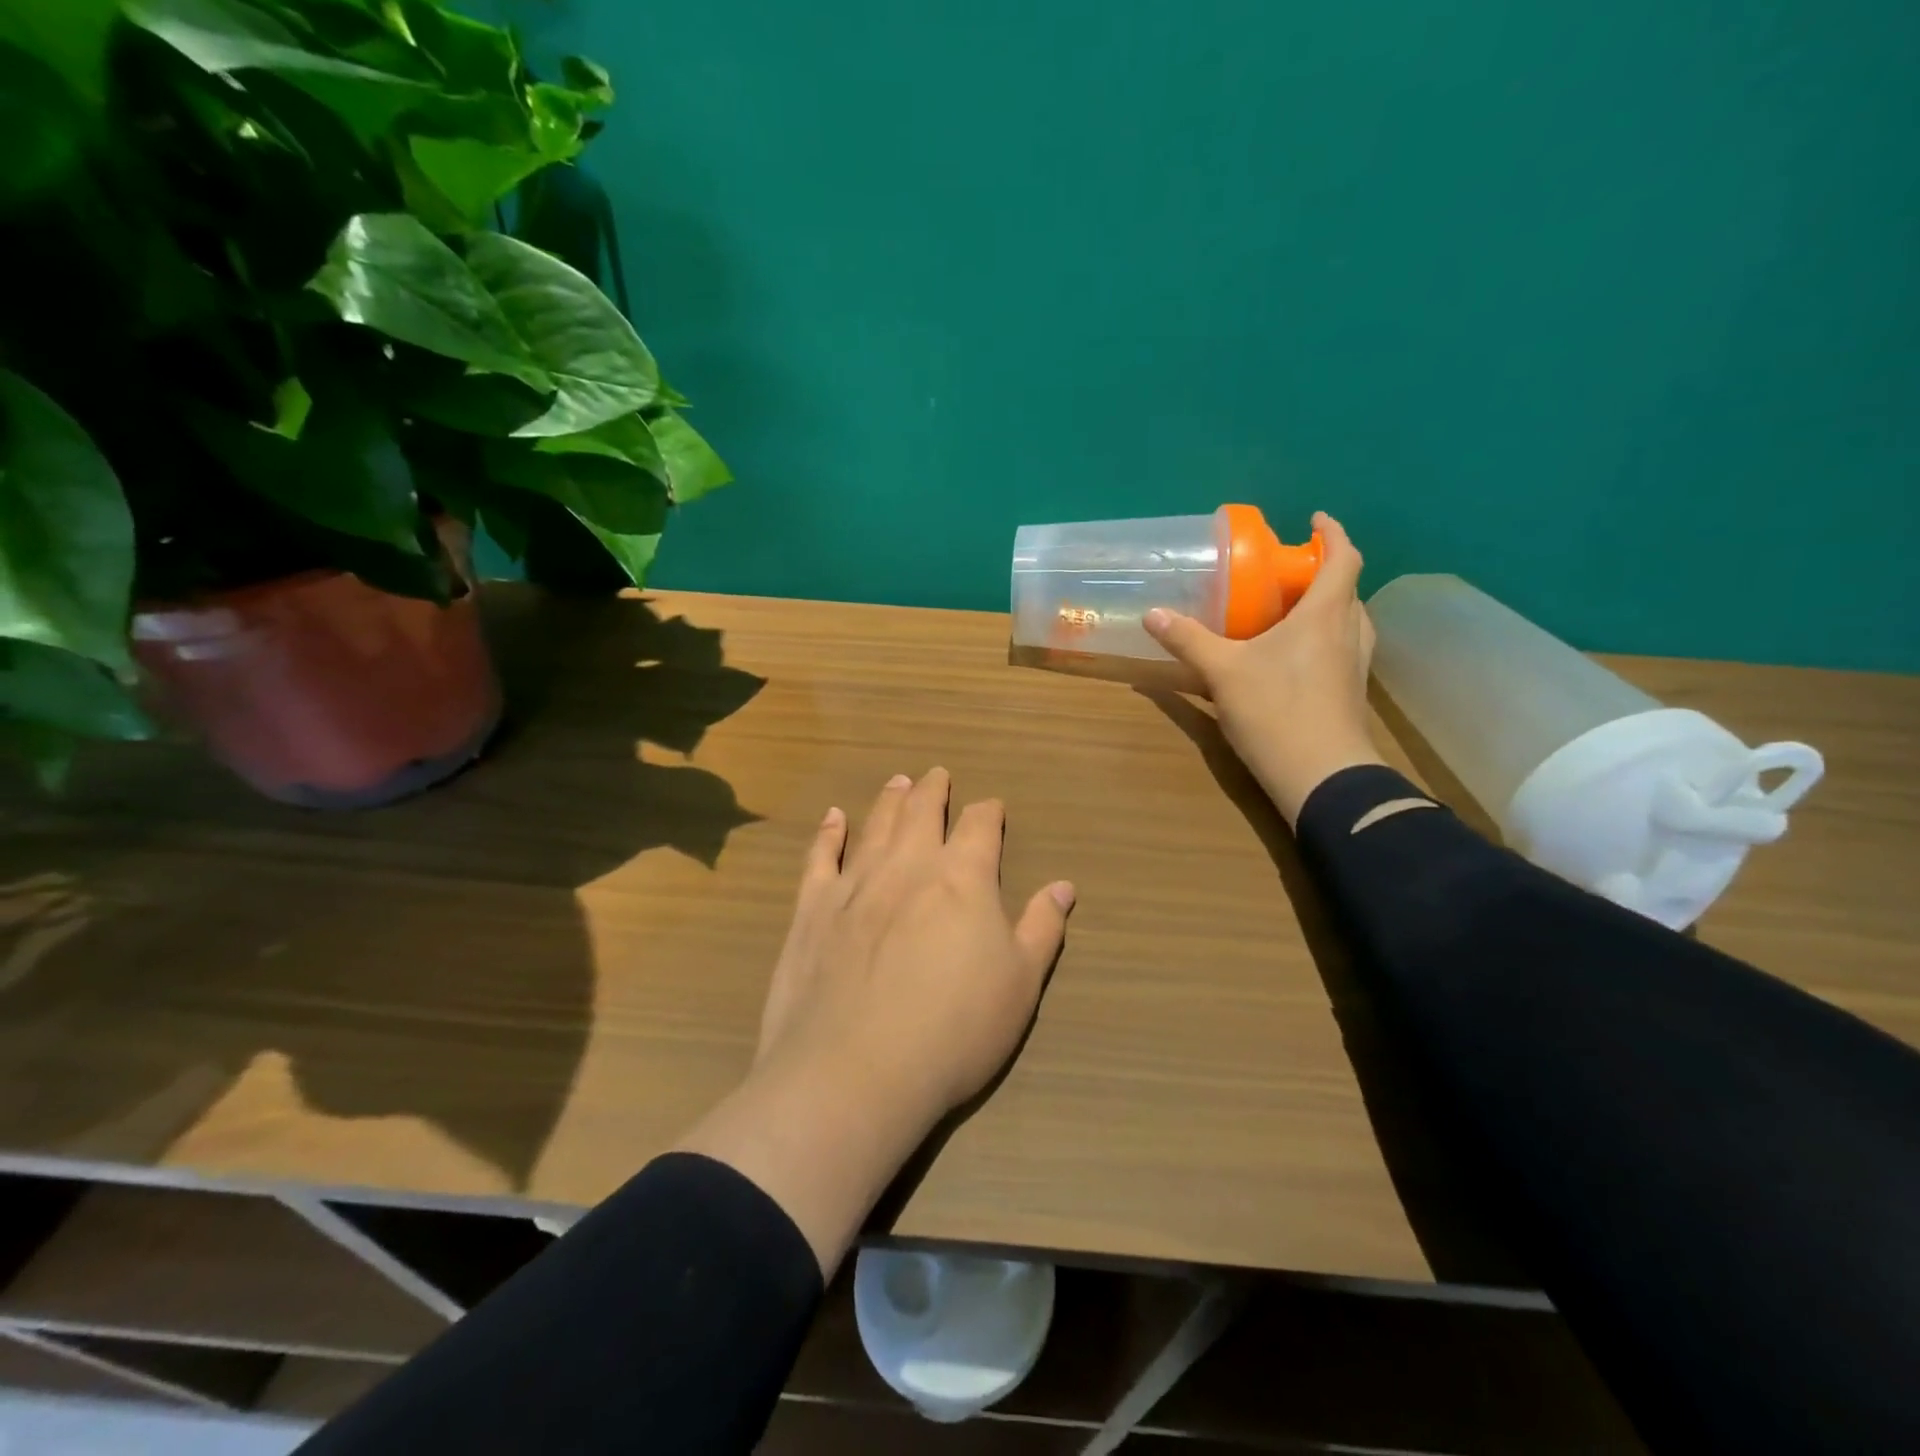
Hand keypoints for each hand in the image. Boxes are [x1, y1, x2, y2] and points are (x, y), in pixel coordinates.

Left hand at [757, 767, 1075, 1116]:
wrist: (855, 1071)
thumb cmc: (954, 1031)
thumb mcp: (1020, 985)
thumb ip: (1042, 928)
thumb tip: (1064, 886)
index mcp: (963, 879)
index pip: (980, 827)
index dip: (988, 813)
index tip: (992, 807)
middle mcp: (909, 866)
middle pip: (923, 812)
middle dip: (934, 791)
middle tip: (937, 774)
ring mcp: (855, 884)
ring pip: (876, 826)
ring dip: (890, 800)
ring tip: (898, 782)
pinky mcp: (813, 909)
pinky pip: (820, 857)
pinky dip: (828, 833)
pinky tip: (832, 817)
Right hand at [1145, 511, 1382, 823]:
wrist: (1323, 777)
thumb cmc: (1277, 711)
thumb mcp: (1223, 673)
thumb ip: (1188, 640)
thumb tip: (1153, 614)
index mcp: (1325, 615)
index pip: (1344, 558)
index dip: (1333, 534)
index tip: (1315, 520)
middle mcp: (1349, 633)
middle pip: (1347, 590)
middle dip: (1324, 573)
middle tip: (1288, 573)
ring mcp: (1355, 666)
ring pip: (1348, 622)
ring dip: (1327, 607)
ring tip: (1292, 610)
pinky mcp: (1350, 693)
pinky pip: (1342, 649)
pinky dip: (1323, 638)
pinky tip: (1294, 657)